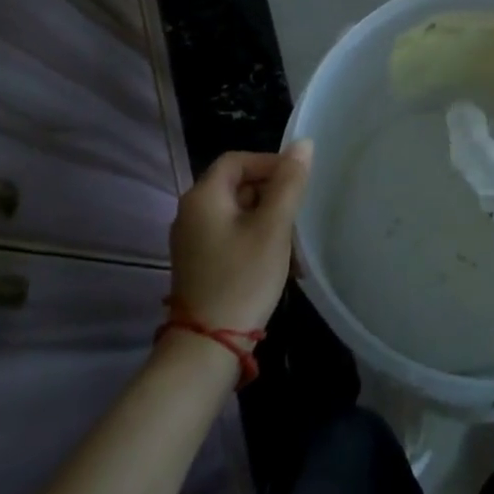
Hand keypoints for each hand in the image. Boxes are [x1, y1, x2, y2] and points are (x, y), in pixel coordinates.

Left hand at [168, 142, 311, 332]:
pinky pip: (230, 234)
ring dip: (267, 218)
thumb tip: (302, 144)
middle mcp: (191, 213)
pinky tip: (276, 259)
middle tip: (298, 213)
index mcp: (203, 197)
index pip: (238, 159)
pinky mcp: (199, 263)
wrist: (207, 349)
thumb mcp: (273, 227)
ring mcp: (192, 240)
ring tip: (292, 240)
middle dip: (272, 193)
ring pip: (237, 211)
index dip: (270, 163)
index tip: (298, 181)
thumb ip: (289, 182)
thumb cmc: (243, 279)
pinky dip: (254, 237)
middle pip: (237, 184)